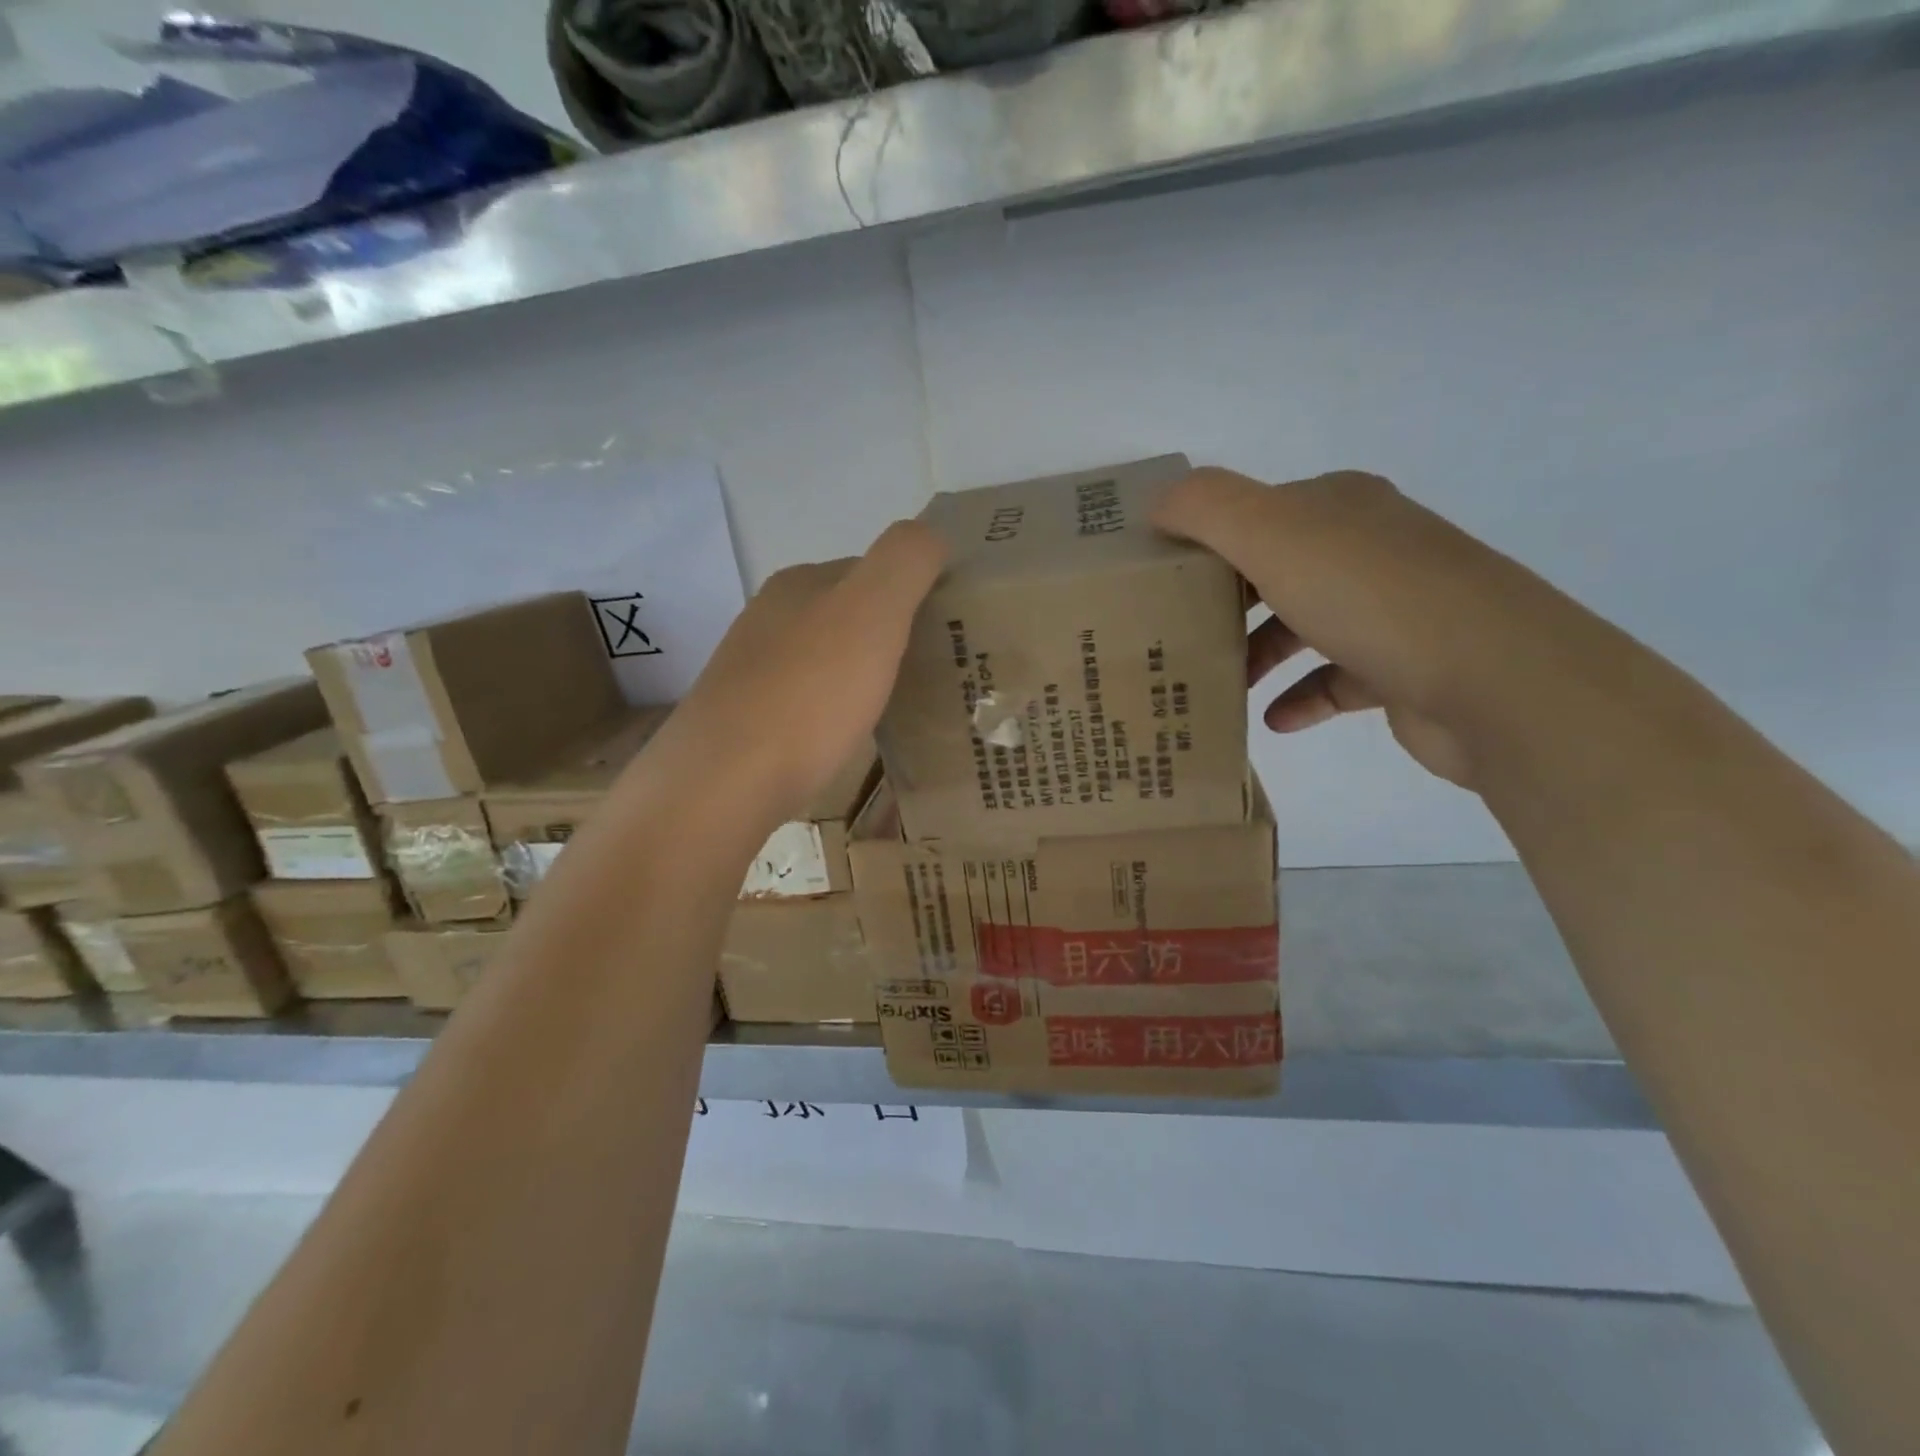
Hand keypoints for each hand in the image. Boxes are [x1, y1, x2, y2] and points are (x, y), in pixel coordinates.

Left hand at [666, 521, 945, 823]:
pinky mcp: (745, 721)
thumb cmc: (809, 693)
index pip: (871, 570)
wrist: (726, 782)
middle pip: (847, 617)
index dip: (914, 594)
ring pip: (825, 661)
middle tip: (932, 675)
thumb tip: (930, 534)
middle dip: (889, 638)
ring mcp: (752, 671)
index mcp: (800, 584)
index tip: (948, 633)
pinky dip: (834, 712)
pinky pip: (806, 703)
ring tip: (897, 710)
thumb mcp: (873, 610)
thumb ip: (906, 560)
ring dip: (861, 676)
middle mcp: (769, 617)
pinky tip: (846, 739)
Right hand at [1153, 468, 1549, 787]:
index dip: (1206, 543)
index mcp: (1339, 507)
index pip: (1256, 514)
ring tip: (1218, 681)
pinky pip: (1336, 679)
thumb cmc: (1371, 597)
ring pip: (1305, 625)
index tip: (1161, 583)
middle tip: (1178, 635)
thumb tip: (1158, 504)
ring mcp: (1393, 609)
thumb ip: (1206, 507)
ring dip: (1258, 652)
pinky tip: (1272, 719)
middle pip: (1277, 570)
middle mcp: (1369, 548)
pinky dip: (1300, 697)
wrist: (1495, 680)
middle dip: (1226, 602)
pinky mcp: (1405, 668)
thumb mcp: (1272, 533)